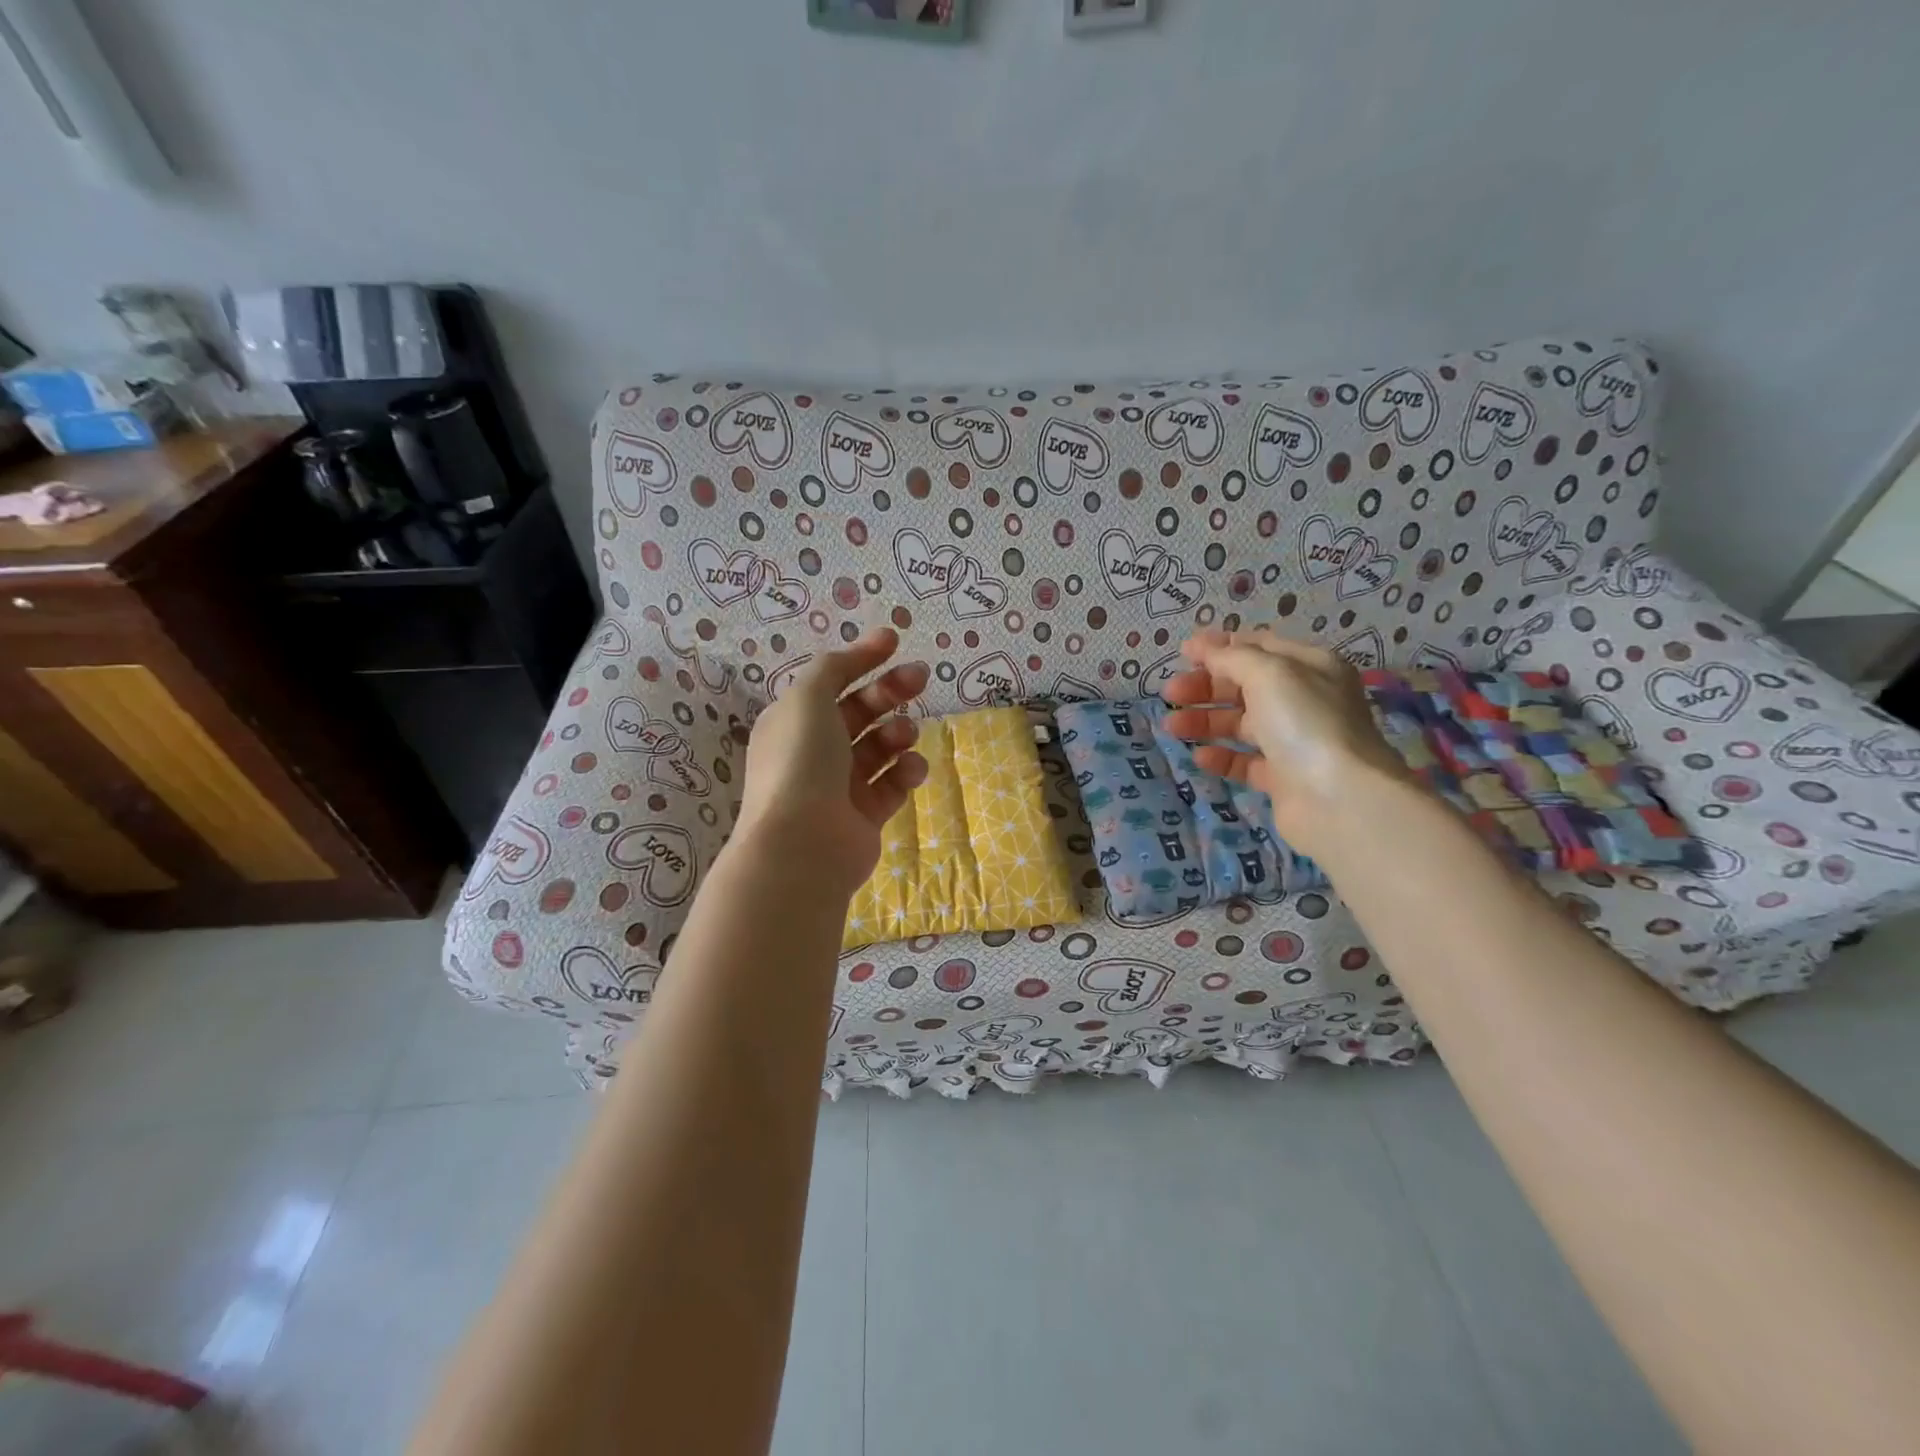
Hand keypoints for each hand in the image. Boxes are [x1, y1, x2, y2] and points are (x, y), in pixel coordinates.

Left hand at [735, 628, 930, 893]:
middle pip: (860, 711)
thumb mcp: (808, 698)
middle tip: (920, 677)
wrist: (803, 844)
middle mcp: (815, 751)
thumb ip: (833, 667)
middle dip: (890, 691)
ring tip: (905, 735)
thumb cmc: (801, 761)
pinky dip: (905, 771)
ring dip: (898, 732)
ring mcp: (840, 785)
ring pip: (879, 747)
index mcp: (794, 721)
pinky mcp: (866, 815)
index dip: (863, 659)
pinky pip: (892, 783)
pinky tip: (910, 768)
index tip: (895, 642)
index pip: (832, 681)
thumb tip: (859, 650)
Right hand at [1160, 629, 1410, 857]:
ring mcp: (1294, 741)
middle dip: (1205, 686)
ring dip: (1204, 720)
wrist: (1339, 799)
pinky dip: (1221, 756)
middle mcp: (1304, 701)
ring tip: (1172, 726)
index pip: (1259, 647)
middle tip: (1169, 693)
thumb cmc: (1305, 723)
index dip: (1220, 647)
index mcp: (1310, 668)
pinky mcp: (1283, 778)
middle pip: (1244, 686)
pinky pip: (1244, 761)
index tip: (1182, 653)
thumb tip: (1203, 647)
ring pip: (1240, 724)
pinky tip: (1199, 756)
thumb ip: (1232, 657)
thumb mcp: (1269, 674)